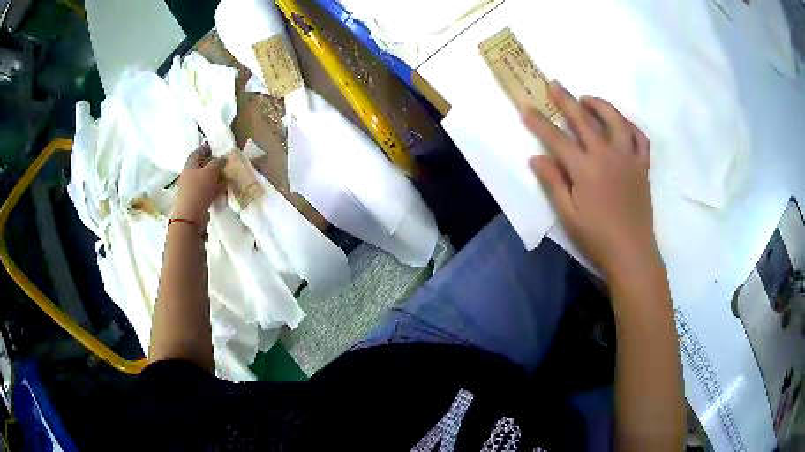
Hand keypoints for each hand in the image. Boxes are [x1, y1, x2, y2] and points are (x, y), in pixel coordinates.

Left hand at [173, 144, 225, 225]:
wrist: (190, 217)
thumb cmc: (198, 190)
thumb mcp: (210, 172)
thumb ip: (217, 163)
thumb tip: (222, 158)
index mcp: (190, 166)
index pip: (196, 153)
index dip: (204, 149)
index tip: (213, 147)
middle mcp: (189, 176)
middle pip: (200, 166)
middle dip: (210, 163)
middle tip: (221, 162)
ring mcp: (191, 189)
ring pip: (204, 180)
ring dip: (213, 177)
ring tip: (225, 176)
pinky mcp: (196, 201)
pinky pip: (206, 191)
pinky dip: (214, 189)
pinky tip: (222, 190)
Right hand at [523, 82, 659, 279]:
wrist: (631, 253)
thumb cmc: (597, 237)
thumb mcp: (568, 215)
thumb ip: (553, 183)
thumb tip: (536, 157)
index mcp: (585, 169)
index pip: (556, 138)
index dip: (539, 122)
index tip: (526, 108)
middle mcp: (607, 155)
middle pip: (584, 120)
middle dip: (566, 100)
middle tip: (554, 84)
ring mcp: (628, 158)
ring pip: (616, 121)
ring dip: (600, 105)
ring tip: (588, 100)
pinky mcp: (642, 166)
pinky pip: (640, 138)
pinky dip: (631, 126)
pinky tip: (622, 124)